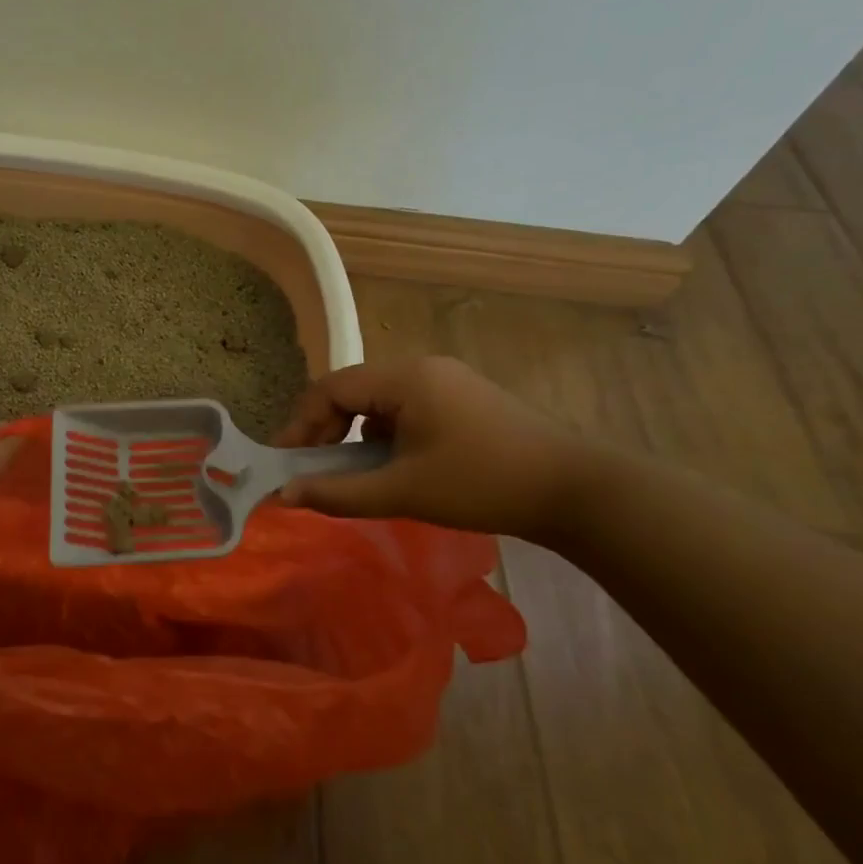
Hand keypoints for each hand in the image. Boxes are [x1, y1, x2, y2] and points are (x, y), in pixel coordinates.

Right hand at [274, 356, 586, 538]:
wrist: (579, 492)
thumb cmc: (483, 485)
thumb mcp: (403, 492)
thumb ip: (338, 492)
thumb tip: (283, 496)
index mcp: (404, 378)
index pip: (330, 389)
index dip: (301, 424)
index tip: (286, 462)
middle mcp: (421, 367)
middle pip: (352, 390)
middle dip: (326, 428)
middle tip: (314, 468)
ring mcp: (447, 380)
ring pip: (378, 399)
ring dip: (356, 431)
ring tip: (353, 470)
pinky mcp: (464, 398)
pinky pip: (406, 406)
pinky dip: (386, 432)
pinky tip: (395, 464)